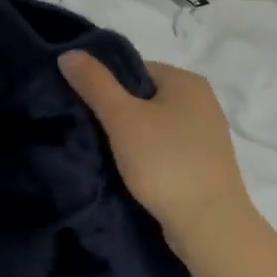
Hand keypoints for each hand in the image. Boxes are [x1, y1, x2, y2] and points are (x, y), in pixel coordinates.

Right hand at [57, 52, 251, 246]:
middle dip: (116, 113)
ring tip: (104, 155)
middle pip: (144, 98)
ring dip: (129, 138)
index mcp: (187, 81)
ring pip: (154, 127)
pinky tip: (129, 173)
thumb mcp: (122, 118)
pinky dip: (146, 158)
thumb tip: (68, 53)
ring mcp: (206, 136)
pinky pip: (165, 150)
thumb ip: (94, 84)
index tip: (83, 107)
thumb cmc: (165, 162)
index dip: (105, 85)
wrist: (208, 223)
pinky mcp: (203, 165)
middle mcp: (202, 102)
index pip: (134, 69)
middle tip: (88, 132)